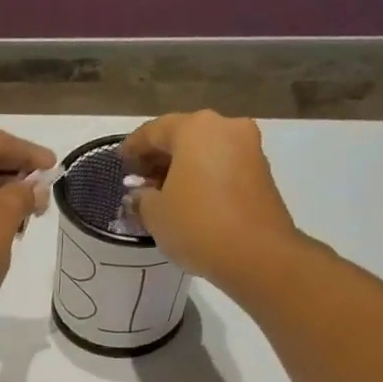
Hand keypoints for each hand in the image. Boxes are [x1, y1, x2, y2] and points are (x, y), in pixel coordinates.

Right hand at [121, 111, 298, 289]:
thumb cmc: (197, 225)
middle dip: (160, 157)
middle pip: (184, 136)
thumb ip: (142, 197)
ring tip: (163, 194)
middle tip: (140, 180)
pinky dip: (203, 177)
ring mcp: (248, 149)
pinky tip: (190, 200)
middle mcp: (225, 128)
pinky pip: (223, 166)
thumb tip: (141, 194)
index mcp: (195, 128)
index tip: (120, 163)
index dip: (133, 147)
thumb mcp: (155, 214)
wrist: (257, 254)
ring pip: (206, 151)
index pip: (154, 131)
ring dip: (183, 168)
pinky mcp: (262, 172)